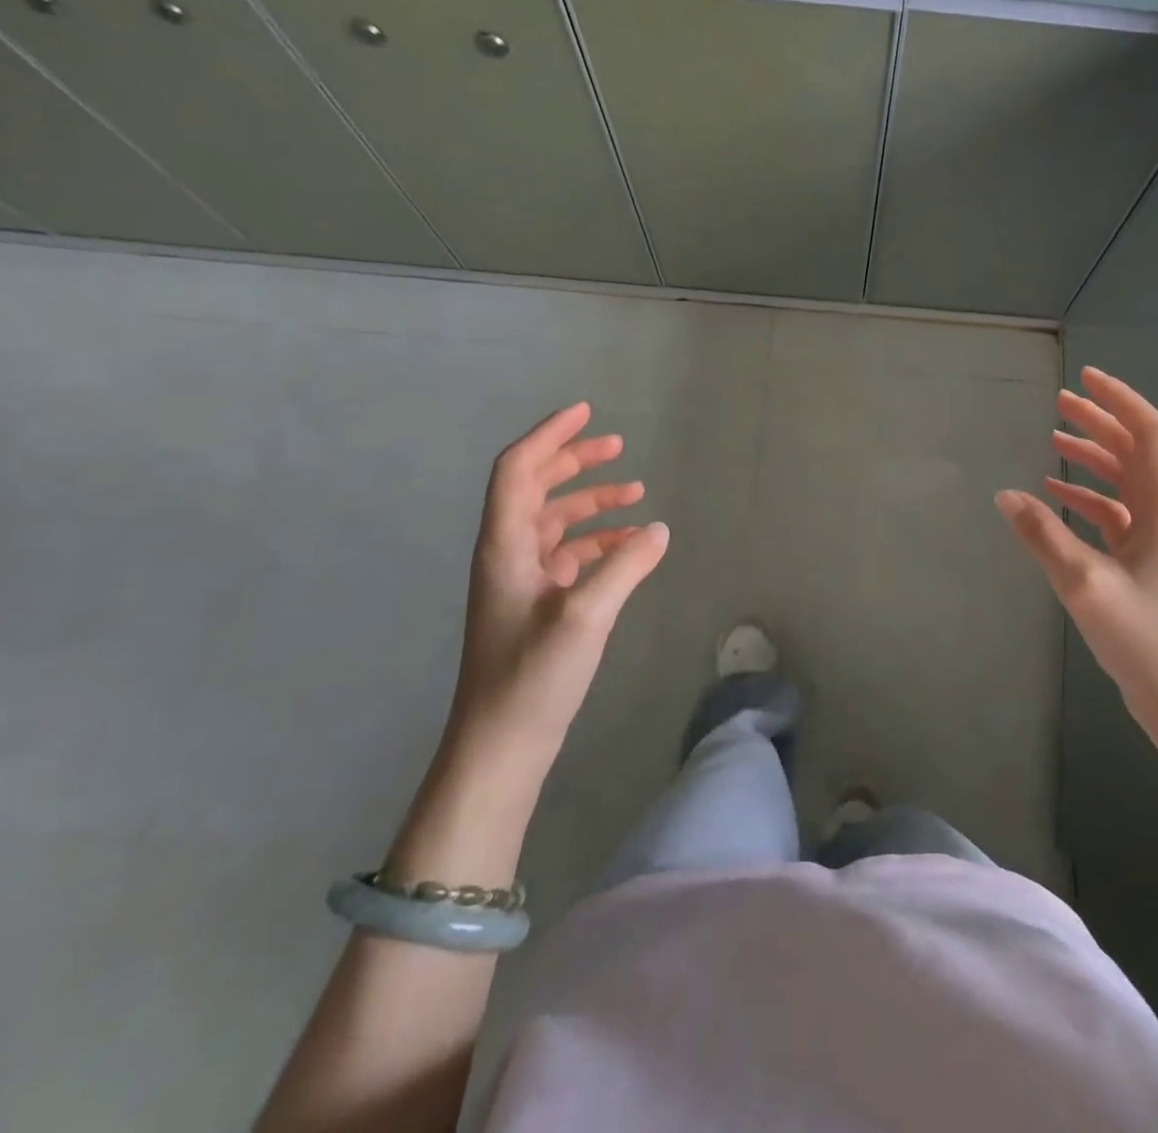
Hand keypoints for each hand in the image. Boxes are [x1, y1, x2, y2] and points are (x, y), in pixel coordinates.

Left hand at [448, 401, 669, 775]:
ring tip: (635, 492)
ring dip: (591, 502)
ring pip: (555, 521)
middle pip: (536, 488)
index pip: (518, 470)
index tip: (585, 412)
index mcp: (505, 545)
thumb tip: (657, 529)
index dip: (549, 436)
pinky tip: (630, 546)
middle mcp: (508, 553)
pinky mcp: (536, 604)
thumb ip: (625, 566)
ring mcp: (521, 580)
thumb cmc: (533, 676)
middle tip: (617, 445)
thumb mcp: (586, 615)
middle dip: (574, 462)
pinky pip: (568, 555)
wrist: (500, 745)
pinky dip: (598, 541)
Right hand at [996, 366, 1157, 729]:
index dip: (1120, 401)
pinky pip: (1117, 514)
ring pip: (1127, 481)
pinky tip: (1055, 495)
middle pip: (1137, 451)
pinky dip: (1088, 496)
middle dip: (1100, 422)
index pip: (1150, 434)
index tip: (1086, 378)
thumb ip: (1043, 536)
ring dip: (1093, 457)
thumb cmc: (1147, 640)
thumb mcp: (1086, 585)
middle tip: (1059, 401)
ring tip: (1053, 437)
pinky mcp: (1148, 562)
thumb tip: (1004, 495)